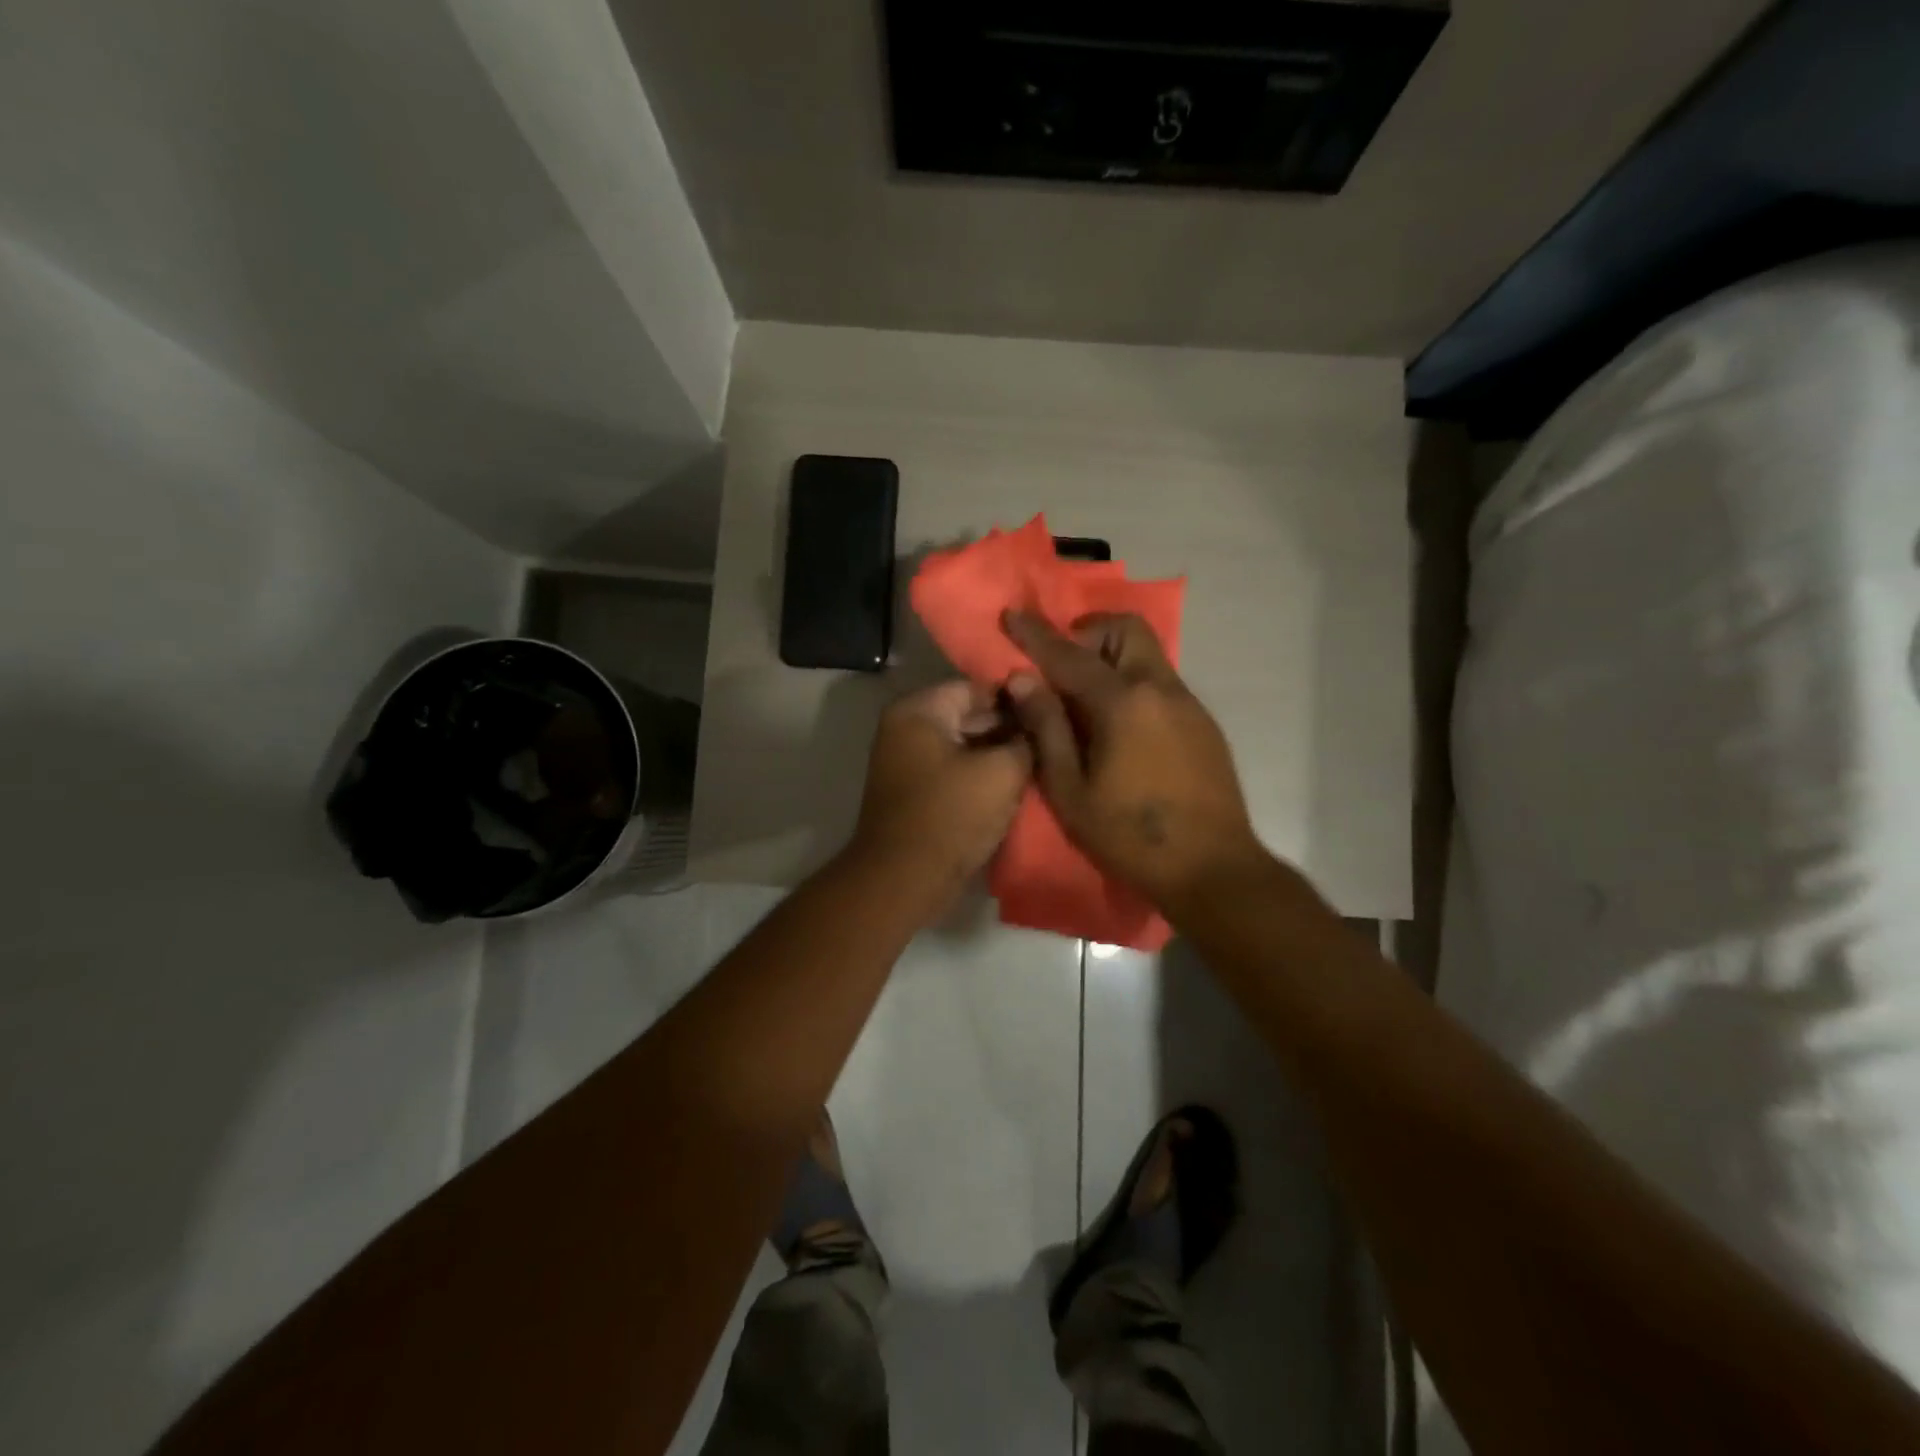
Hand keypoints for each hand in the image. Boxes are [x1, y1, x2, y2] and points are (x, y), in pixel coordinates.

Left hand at [850, 680, 1031, 902]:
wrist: (904, 879)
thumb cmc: (951, 815)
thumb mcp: (1002, 772)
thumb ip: (1026, 738)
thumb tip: (1038, 721)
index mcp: (918, 710)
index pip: (977, 687)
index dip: (1017, 699)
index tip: (1051, 713)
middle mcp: (905, 728)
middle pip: (968, 715)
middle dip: (1008, 727)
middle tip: (1051, 740)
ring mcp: (905, 761)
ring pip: (964, 745)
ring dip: (997, 754)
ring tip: (1039, 763)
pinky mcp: (913, 791)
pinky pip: (953, 770)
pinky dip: (979, 775)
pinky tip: (1013, 786)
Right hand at [1003, 611, 1260, 910]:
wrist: (1212, 868)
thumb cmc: (1129, 835)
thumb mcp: (1071, 790)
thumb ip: (1046, 728)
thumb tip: (1022, 680)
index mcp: (1123, 703)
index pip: (1070, 655)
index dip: (1036, 634)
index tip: (1012, 614)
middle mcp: (1160, 689)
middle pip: (1127, 629)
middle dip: (1089, 631)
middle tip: (1063, 665)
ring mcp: (1188, 704)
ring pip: (1148, 654)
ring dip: (1113, 657)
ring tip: (1087, 699)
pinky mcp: (1203, 723)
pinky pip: (1161, 682)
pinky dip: (1133, 683)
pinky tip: (1121, 727)